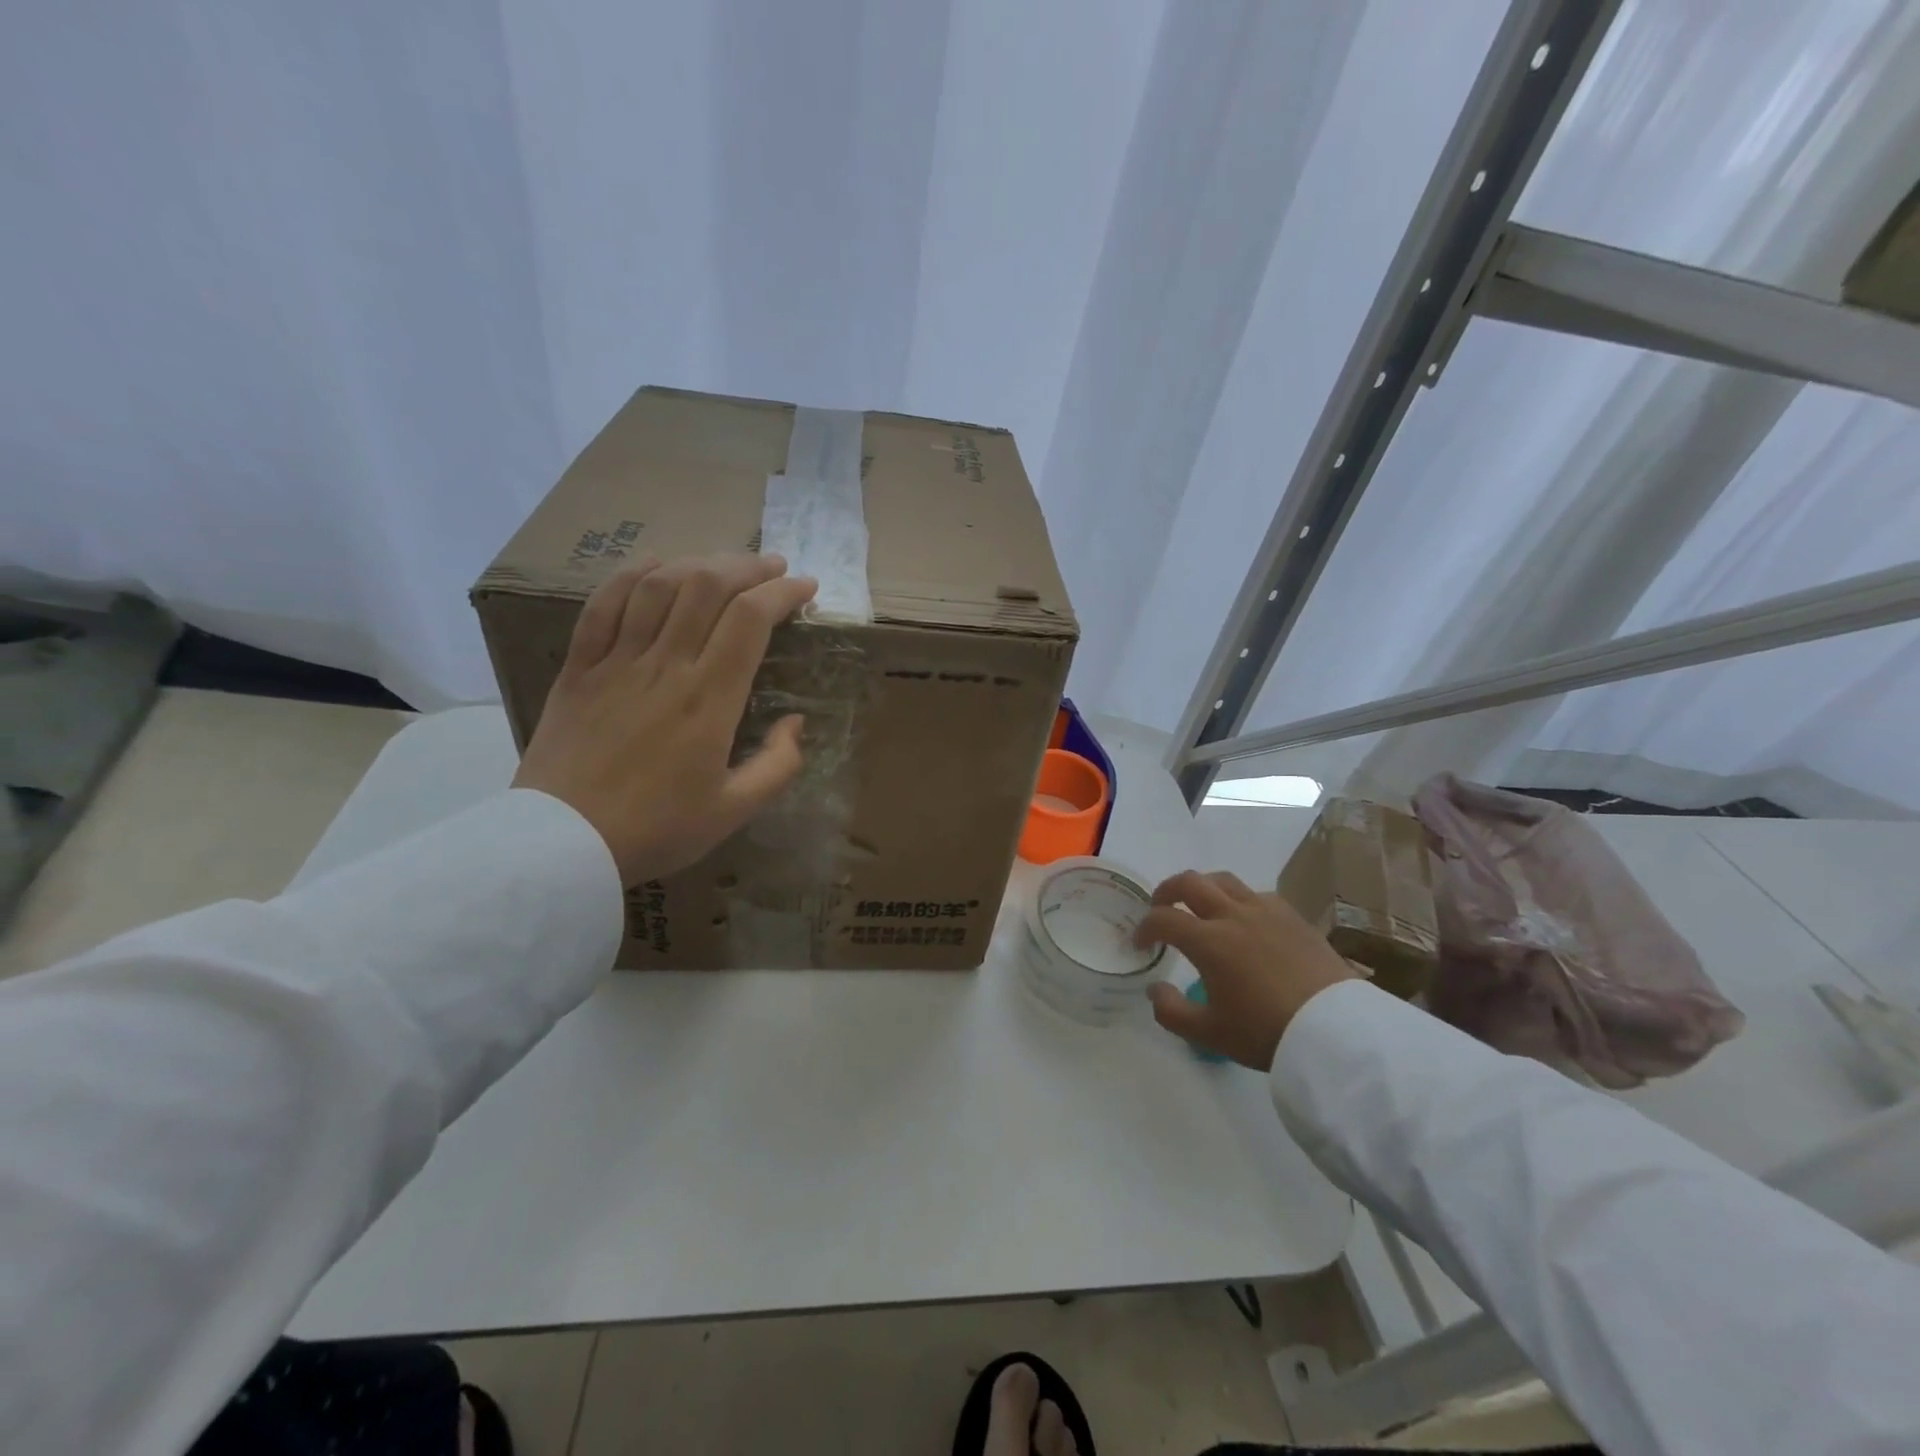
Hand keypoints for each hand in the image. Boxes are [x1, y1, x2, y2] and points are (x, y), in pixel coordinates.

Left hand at [512, 553, 817, 885]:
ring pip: (659, 586)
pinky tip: (655, 567)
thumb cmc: (657, 829)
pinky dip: (631, 576)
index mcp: (709, 699)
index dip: (783, 593)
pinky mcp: (578, 668)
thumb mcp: (735, 811)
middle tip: (772, 568)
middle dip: (748, 566)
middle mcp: (666, 666)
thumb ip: (778, 765)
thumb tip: (796, 723)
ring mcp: (617, 662)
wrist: (563, 844)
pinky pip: (602, 605)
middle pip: (708, 586)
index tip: (805, 588)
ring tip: (723, 566)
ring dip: (698, 563)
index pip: (751, 619)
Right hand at [1134, 870, 1358, 1069]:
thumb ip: (1171, 1011)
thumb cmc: (1266, 1032)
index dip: (1145, 927)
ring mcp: (1265, 910)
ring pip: (1224, 879)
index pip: (1163, 919)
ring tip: (1199, 904)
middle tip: (1161, 907)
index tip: (1140, 943)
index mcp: (1208, 941)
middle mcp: (1232, 915)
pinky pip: (1256, 893)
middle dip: (1167, 890)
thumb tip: (1154, 990)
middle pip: (1190, 882)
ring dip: (1202, 887)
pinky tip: (1243, 918)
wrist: (1336, 1032)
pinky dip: (1238, 898)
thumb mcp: (1210, 1034)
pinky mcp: (1292, 916)